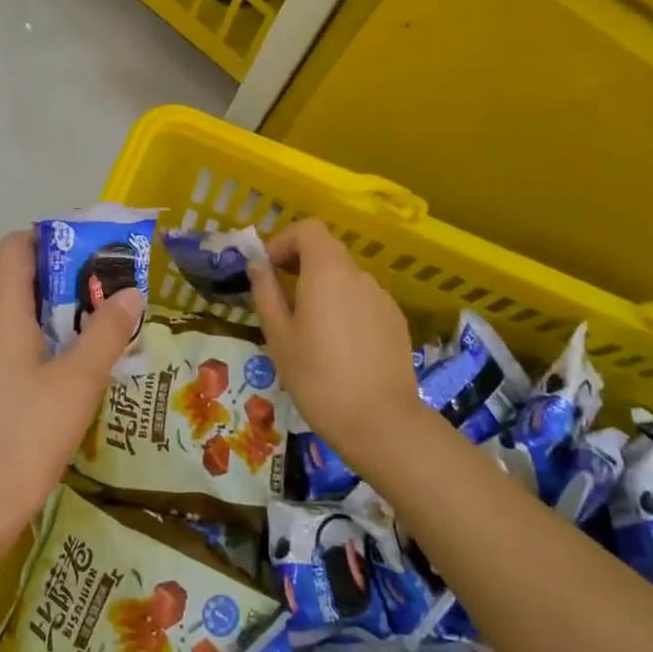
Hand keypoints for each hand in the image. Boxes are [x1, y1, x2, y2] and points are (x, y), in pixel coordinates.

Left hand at [0, 230, 142, 578]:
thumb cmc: (19, 439)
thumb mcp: (76, 384)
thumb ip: (105, 334)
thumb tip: (130, 293)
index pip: (18, 245)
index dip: (55, 238)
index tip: (98, 253)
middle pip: (20, 280)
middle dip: (69, 281)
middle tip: (116, 297)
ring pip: (16, 317)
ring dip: (58, 317)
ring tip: (104, 334)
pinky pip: (8, 347)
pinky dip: (41, 346)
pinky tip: (73, 375)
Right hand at [248, 219, 422, 467]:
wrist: (380, 422)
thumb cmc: (318, 377)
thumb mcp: (279, 337)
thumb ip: (266, 293)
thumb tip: (257, 265)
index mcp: (327, 272)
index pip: (308, 230)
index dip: (283, 241)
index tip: (268, 269)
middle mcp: (358, 275)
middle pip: (327, 250)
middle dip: (300, 262)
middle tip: (280, 295)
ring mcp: (381, 297)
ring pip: (345, 277)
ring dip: (322, 286)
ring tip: (307, 326)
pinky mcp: (395, 321)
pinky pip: (363, 300)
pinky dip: (344, 306)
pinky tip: (338, 344)